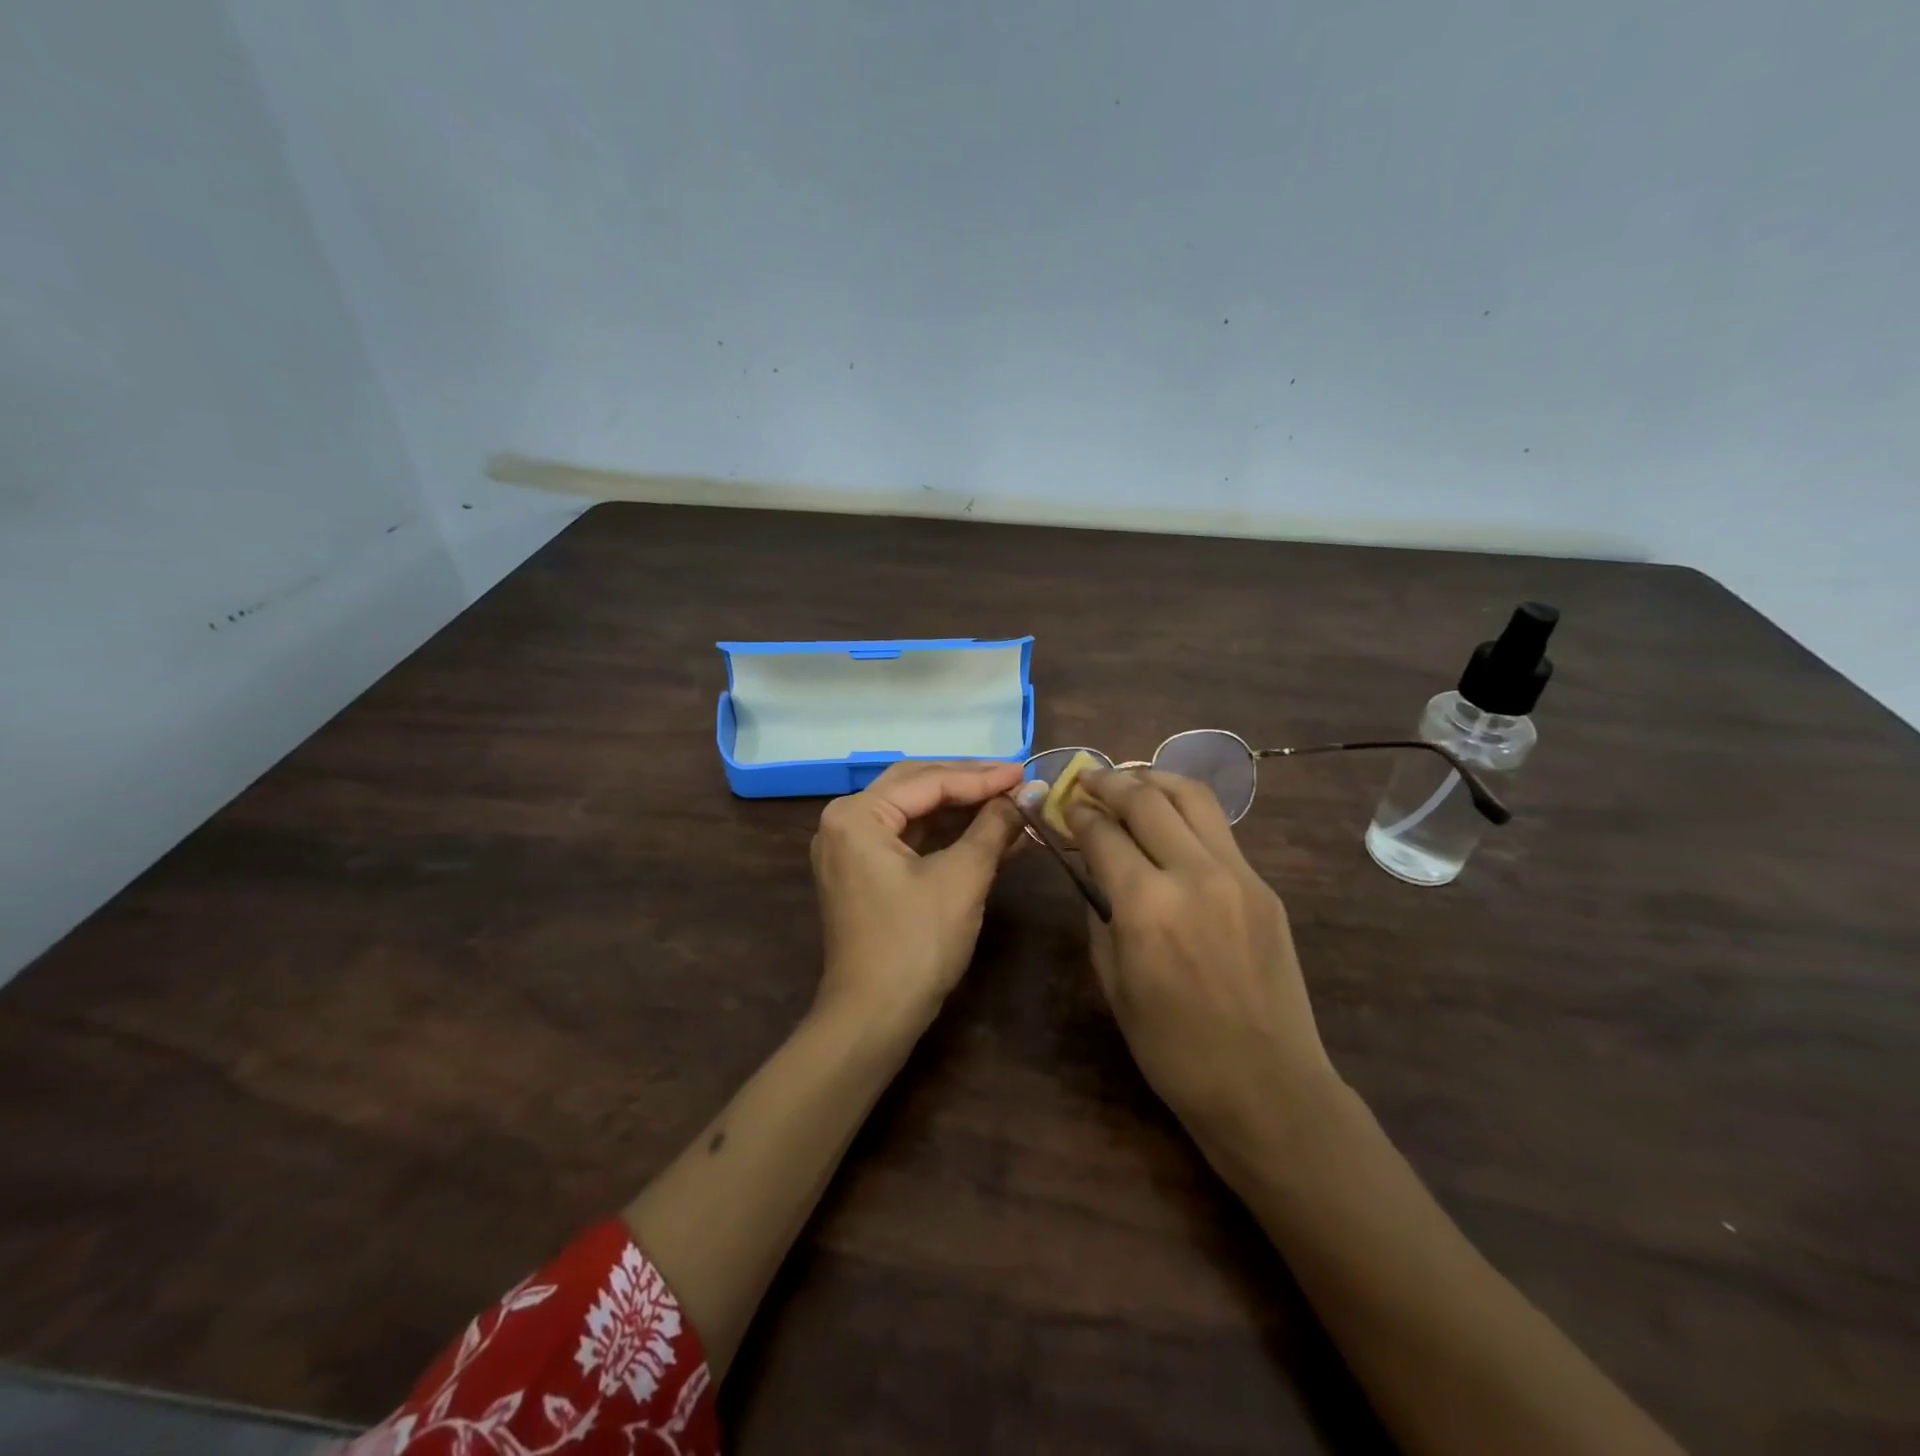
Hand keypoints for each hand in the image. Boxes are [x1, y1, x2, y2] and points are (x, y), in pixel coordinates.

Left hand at [810, 759, 1025, 1029]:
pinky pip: (911, 841)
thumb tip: (1027, 794)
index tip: (1026, 773)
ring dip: (963, 810)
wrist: (873, 1019)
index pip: (928, 781)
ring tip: (1011, 803)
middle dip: (969, 783)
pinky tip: (991, 834)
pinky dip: (949, 837)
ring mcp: (852, 850)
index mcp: (856, 815)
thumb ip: (993, 827)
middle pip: (916, 787)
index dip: (982, 777)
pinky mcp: (866, 874)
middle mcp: (845, 822)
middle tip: (1016, 779)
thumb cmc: (915, 944)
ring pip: (916, 813)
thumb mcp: (962, 879)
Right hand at [1066, 768, 1336, 1143]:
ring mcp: (1238, 875)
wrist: (1266, 1086)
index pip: (1103, 833)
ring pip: (1192, 797)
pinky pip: (1219, 830)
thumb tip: (1092, 867)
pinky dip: (1186, 813)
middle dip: (1110, 781)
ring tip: (1131, 781)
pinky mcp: (1264, 886)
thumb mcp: (1113, 981)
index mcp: (1146, 906)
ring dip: (1154, 779)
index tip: (1064, 804)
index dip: (1078, 813)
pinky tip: (1170, 823)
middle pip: (1146, 799)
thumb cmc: (1172, 1048)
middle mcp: (1193, 875)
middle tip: (1088, 778)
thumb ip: (1099, 912)